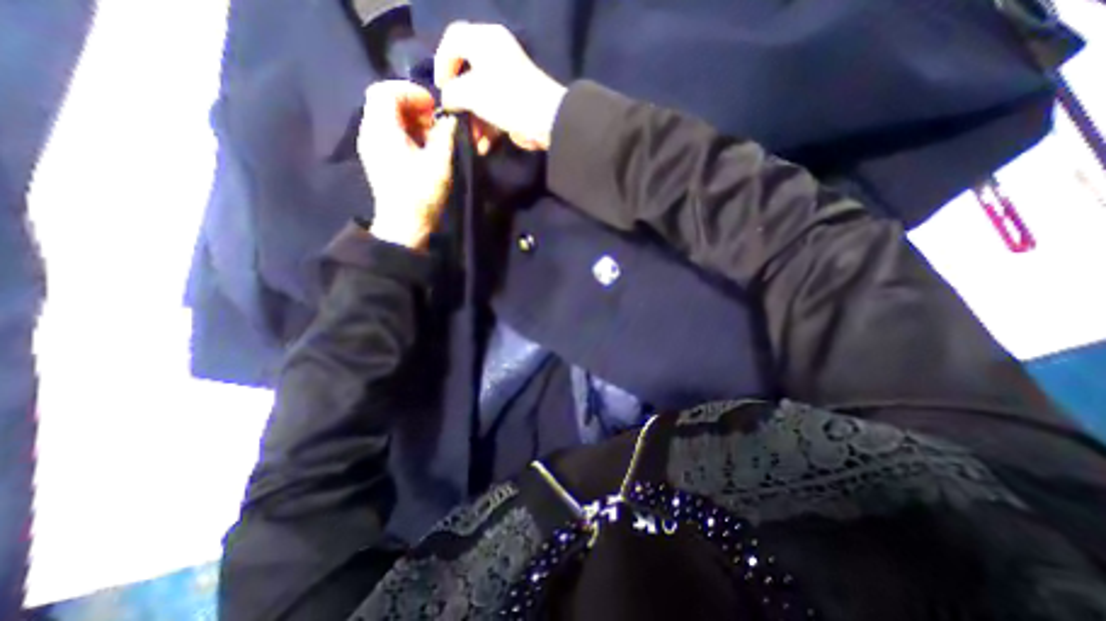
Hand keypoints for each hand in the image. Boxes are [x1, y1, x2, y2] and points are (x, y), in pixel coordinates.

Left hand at [356, 81, 455, 250]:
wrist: (405, 225)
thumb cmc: (422, 194)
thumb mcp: (440, 163)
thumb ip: (446, 135)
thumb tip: (450, 120)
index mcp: (383, 129)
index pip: (386, 90)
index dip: (411, 92)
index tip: (434, 107)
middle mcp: (370, 132)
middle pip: (383, 101)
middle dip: (411, 105)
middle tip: (433, 121)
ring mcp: (370, 146)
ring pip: (385, 117)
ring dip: (409, 119)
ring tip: (430, 136)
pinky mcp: (376, 158)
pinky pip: (386, 132)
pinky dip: (404, 132)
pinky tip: (421, 148)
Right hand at [435, 21, 565, 152]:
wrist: (545, 120)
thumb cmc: (504, 98)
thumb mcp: (470, 92)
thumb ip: (452, 93)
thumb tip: (447, 100)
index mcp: (485, 40)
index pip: (453, 39)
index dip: (442, 63)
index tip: (440, 89)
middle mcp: (496, 56)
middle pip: (467, 75)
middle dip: (460, 103)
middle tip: (455, 118)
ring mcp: (507, 81)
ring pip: (481, 98)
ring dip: (474, 122)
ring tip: (473, 141)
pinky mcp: (515, 103)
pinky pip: (494, 112)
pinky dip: (488, 128)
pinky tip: (483, 147)